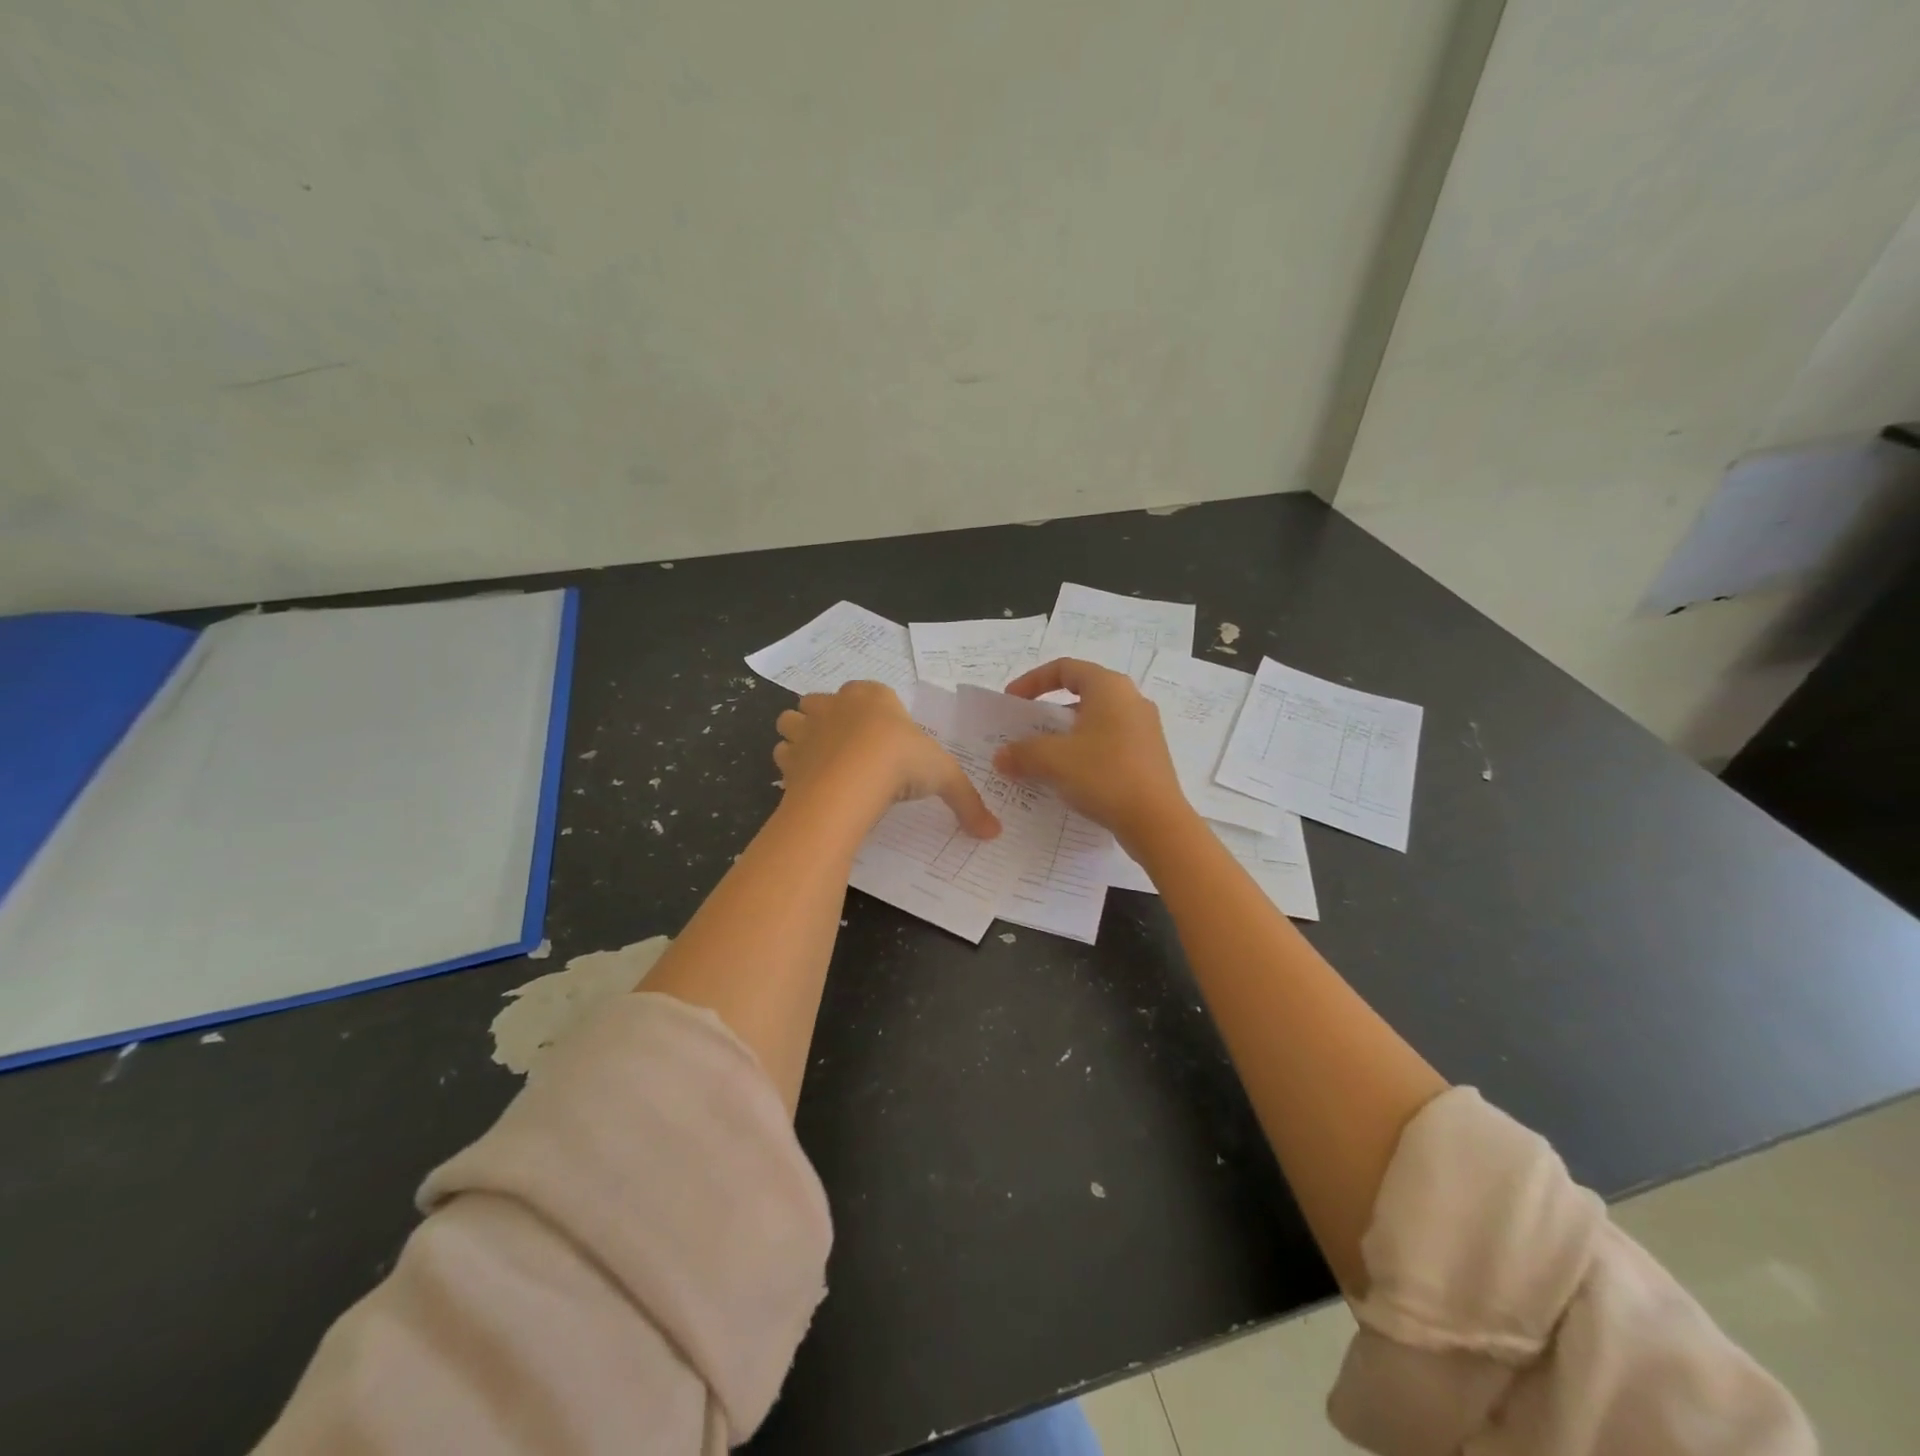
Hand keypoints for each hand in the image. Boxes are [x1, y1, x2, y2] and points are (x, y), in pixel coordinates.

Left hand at [775, 682, 1000, 838]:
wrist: (851, 781)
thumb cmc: (901, 761)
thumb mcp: (944, 777)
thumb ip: (968, 802)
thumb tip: (994, 832)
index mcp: (873, 696)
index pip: (870, 691)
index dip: (875, 712)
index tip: (887, 739)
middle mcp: (835, 704)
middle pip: (824, 701)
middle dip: (831, 718)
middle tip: (851, 749)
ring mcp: (807, 728)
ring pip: (793, 721)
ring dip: (802, 735)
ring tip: (822, 762)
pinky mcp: (788, 756)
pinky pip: (783, 754)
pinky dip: (791, 765)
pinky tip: (809, 783)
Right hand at [997, 658, 1189, 841]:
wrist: (1157, 822)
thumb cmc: (1104, 775)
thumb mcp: (1053, 760)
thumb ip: (1021, 752)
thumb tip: (1002, 756)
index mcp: (1109, 688)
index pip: (1065, 668)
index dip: (1032, 680)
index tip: (1012, 701)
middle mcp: (1131, 700)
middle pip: (1081, 694)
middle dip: (1047, 712)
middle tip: (1024, 731)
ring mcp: (1144, 729)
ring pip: (1095, 721)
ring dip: (1064, 736)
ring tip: (1041, 758)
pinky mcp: (1148, 756)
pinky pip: (1108, 743)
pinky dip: (1083, 752)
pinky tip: (1068, 778)